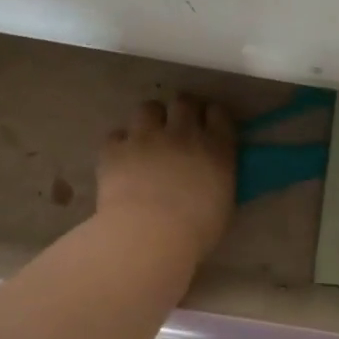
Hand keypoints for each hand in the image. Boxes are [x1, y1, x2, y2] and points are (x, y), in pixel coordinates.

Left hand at [97, 97, 236, 263]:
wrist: (149, 236)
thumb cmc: (195, 231)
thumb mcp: (223, 205)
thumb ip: (219, 180)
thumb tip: (212, 175)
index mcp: (216, 149)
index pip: (219, 115)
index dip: (213, 117)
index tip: (209, 125)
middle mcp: (182, 134)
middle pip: (184, 102)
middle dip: (182, 110)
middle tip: (178, 127)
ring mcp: (146, 137)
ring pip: (148, 108)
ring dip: (150, 119)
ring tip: (147, 136)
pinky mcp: (115, 149)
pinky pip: (117, 135)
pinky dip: (120, 144)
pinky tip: (121, 159)